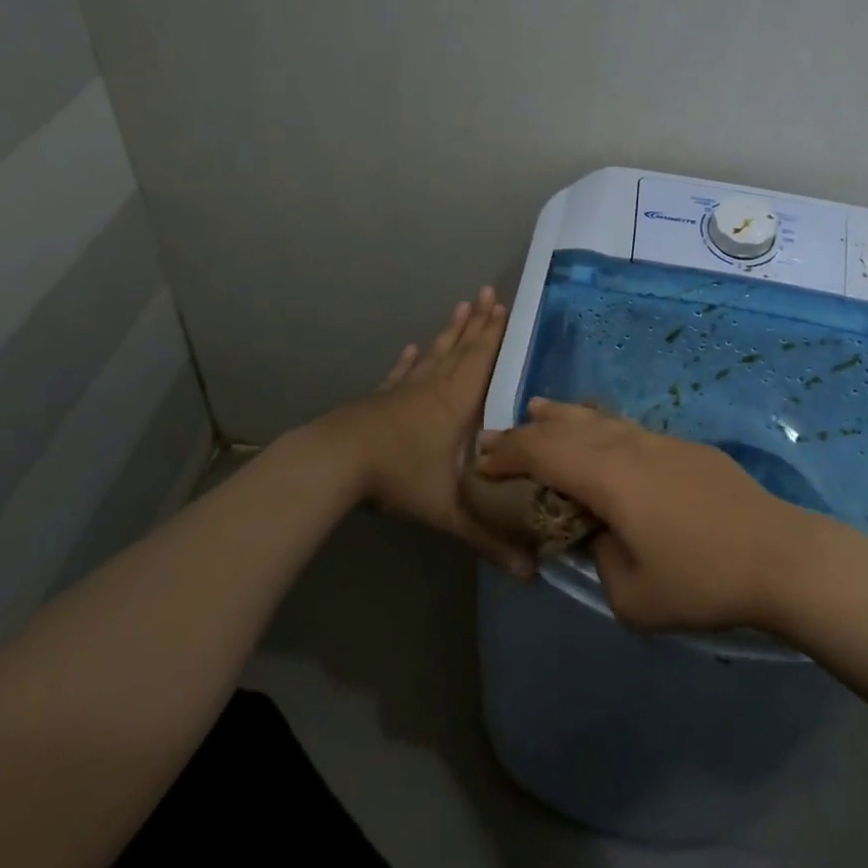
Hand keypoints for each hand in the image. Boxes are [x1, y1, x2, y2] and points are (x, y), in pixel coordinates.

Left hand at [318, 288, 535, 576]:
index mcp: (457, 403)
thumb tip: (531, 573)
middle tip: (491, 294)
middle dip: (480, 322)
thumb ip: (488, 538)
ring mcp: (405, 389)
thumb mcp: (449, 511)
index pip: (483, 360)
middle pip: (462, 348)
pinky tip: (414, 346)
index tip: (507, 307)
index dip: (497, 335)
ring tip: (463, 306)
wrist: (337, 461)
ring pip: (435, 352)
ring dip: (451, 331)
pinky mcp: (382, 397)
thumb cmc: (400, 477)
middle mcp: (435, 386)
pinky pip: (403, 371)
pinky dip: (412, 358)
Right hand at [475, 399, 819, 629]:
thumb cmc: (702, 581)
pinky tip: (599, 434)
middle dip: (528, 430)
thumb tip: (597, 535)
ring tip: (540, 411)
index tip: (481, 462)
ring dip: (564, 416)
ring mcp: (661, 441)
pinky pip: (627, 428)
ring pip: (599, 418)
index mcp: (609, 477)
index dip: (507, 453)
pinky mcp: (685, 447)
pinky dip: (598, 426)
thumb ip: (599, 560)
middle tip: (499, 437)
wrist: (780, 556)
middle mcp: (629, 447)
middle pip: (567, 425)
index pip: (543, 451)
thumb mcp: (633, 597)